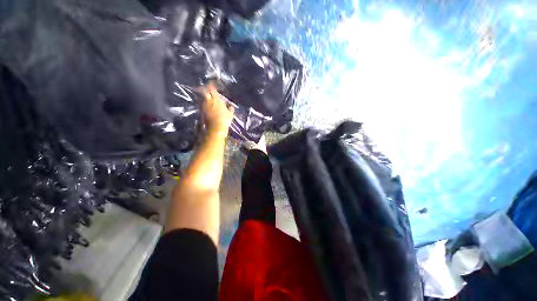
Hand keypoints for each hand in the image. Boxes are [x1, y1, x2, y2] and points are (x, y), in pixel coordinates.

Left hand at [202, 83, 234, 137]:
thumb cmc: (224, 120)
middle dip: (204, 88)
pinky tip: (204, 103)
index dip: (211, 85)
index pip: (212, 88)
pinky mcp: (200, 110)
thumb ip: (230, 108)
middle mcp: (208, 100)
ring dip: (202, 94)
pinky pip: (200, 103)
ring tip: (204, 94)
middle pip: (204, 91)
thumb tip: (231, 106)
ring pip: (201, 96)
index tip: (212, 83)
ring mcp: (203, 105)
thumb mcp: (230, 114)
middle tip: (205, 87)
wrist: (215, 128)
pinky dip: (201, 101)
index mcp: (216, 99)